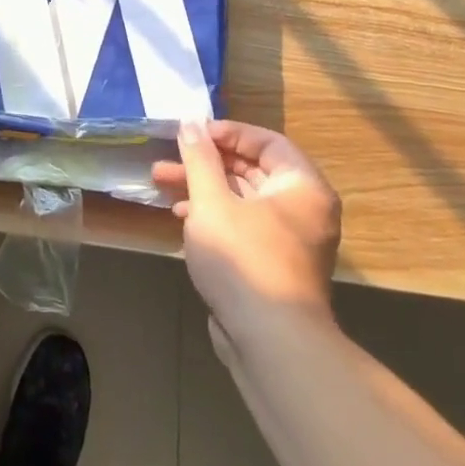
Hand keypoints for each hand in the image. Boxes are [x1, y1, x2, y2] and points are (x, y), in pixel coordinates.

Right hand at [152, 120, 341, 334]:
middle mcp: (303, 209)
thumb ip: (200, 159)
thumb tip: (191, 122)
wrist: (271, 343)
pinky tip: (180, 216)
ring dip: (202, 187)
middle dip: (205, 161)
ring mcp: (289, 239)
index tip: (191, 132)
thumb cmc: (244, 259)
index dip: (227, 132)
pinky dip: (213, 214)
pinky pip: (242, 224)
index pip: (266, 142)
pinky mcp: (272, 263)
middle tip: (169, 156)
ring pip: (242, 198)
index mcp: (302, 187)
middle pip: (252, 169)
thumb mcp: (212, 201)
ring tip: (161, 181)